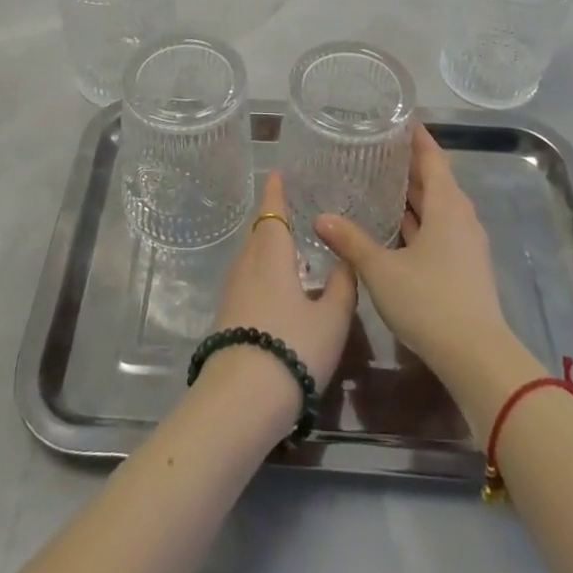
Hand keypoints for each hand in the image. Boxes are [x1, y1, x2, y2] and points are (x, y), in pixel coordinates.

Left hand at [200, 172, 357, 431]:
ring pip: (252, 256)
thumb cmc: (292, 348)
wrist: (240, 401)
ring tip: (291, 246)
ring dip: (268, 246)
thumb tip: (346, 259)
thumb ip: (342, 286)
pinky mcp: (227, 315)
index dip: (275, 189)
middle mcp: (247, 263)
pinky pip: (247, 277)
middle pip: (259, 231)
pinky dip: (263, 270)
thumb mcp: (331, 319)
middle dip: (274, 217)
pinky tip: (279, 286)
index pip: (271, 209)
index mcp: (271, 253)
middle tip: (296, 209)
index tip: (278, 172)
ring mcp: (233, 290)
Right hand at [315, 124, 511, 380]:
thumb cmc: (430, 301)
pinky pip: (439, 227)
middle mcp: (460, 217)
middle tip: (377, 147)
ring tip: (380, 180)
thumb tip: (320, 218)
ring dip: (413, 193)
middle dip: (409, 163)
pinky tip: (395, 225)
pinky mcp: (464, 266)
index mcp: (446, 205)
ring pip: (438, 206)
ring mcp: (466, 243)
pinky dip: (418, 218)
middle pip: (435, 179)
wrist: (478, 358)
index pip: (432, 157)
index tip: (397, 118)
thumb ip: (351, 241)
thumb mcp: (382, 270)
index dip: (416, 137)